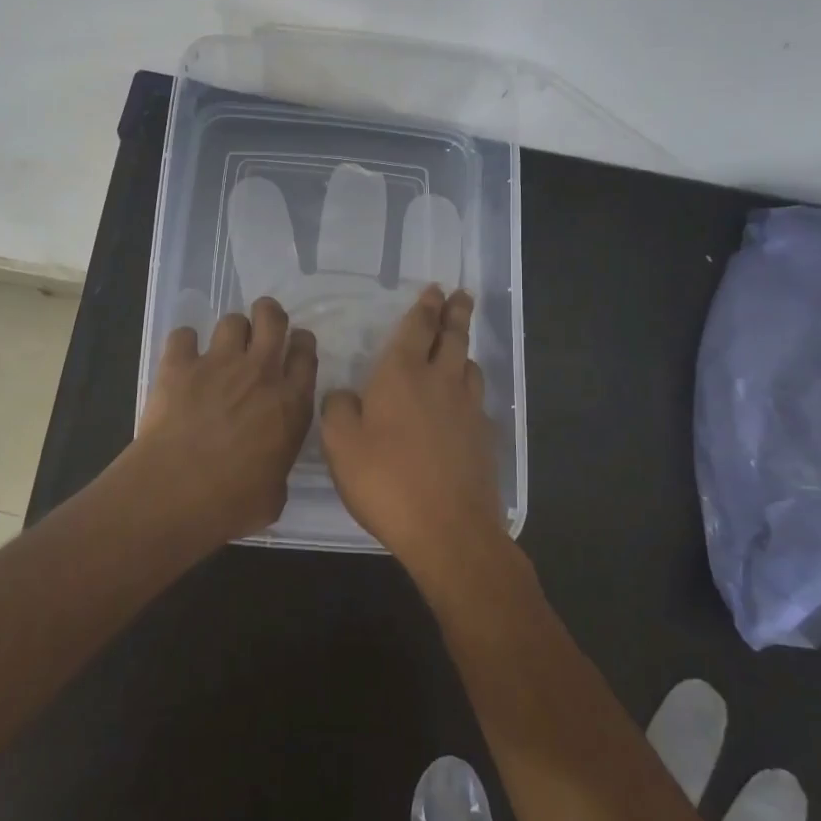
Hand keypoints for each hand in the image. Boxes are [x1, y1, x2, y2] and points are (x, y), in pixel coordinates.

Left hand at [131, 297, 318, 542]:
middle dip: (270, 315)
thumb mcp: (275, 494)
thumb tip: (269, 468)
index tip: (295, 346)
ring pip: (232, 320)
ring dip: (231, 331)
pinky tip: (182, 359)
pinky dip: (184, 344)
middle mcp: (259, 372)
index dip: (301, 344)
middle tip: (263, 328)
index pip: (305, 354)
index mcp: (291, 403)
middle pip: (272, 318)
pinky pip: (183, 335)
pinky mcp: (179, 365)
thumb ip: (278, 467)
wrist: (176, 492)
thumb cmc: (233, 503)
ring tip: (222, 349)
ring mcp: (218, 363)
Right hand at [319, 285, 503, 574]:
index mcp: (401, 375)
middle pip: (453, 338)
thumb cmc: (385, 481)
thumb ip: (337, 409)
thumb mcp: (340, 444)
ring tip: (460, 346)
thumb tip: (345, 394)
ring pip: (470, 367)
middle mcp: (440, 382)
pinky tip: (463, 402)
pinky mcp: (484, 438)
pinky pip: (476, 400)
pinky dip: (469, 389)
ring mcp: (468, 409)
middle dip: (456, 313)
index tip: (436, 290)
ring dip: (464, 350)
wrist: (448, 529)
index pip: (416, 328)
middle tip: (462, 295)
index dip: (425, 308)